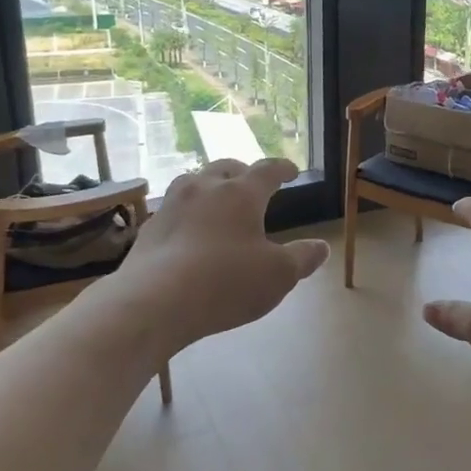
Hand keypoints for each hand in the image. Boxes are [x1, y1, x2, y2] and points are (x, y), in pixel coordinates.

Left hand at [115, 158, 328, 352]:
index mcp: (241, 194)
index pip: (267, 170)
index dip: (282, 168)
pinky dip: (187, 213)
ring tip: (217, 201)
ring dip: (209, 186)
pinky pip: (174, 209)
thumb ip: (302, 258)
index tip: (291, 169)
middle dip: (242, 172)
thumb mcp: (278, 276)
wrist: (153, 302)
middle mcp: (204, 188)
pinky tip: (189, 231)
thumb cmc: (225, 283)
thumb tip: (321, 247)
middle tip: (251, 182)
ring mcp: (172, 205)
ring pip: (194, 182)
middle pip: (226, 168)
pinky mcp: (150, 228)